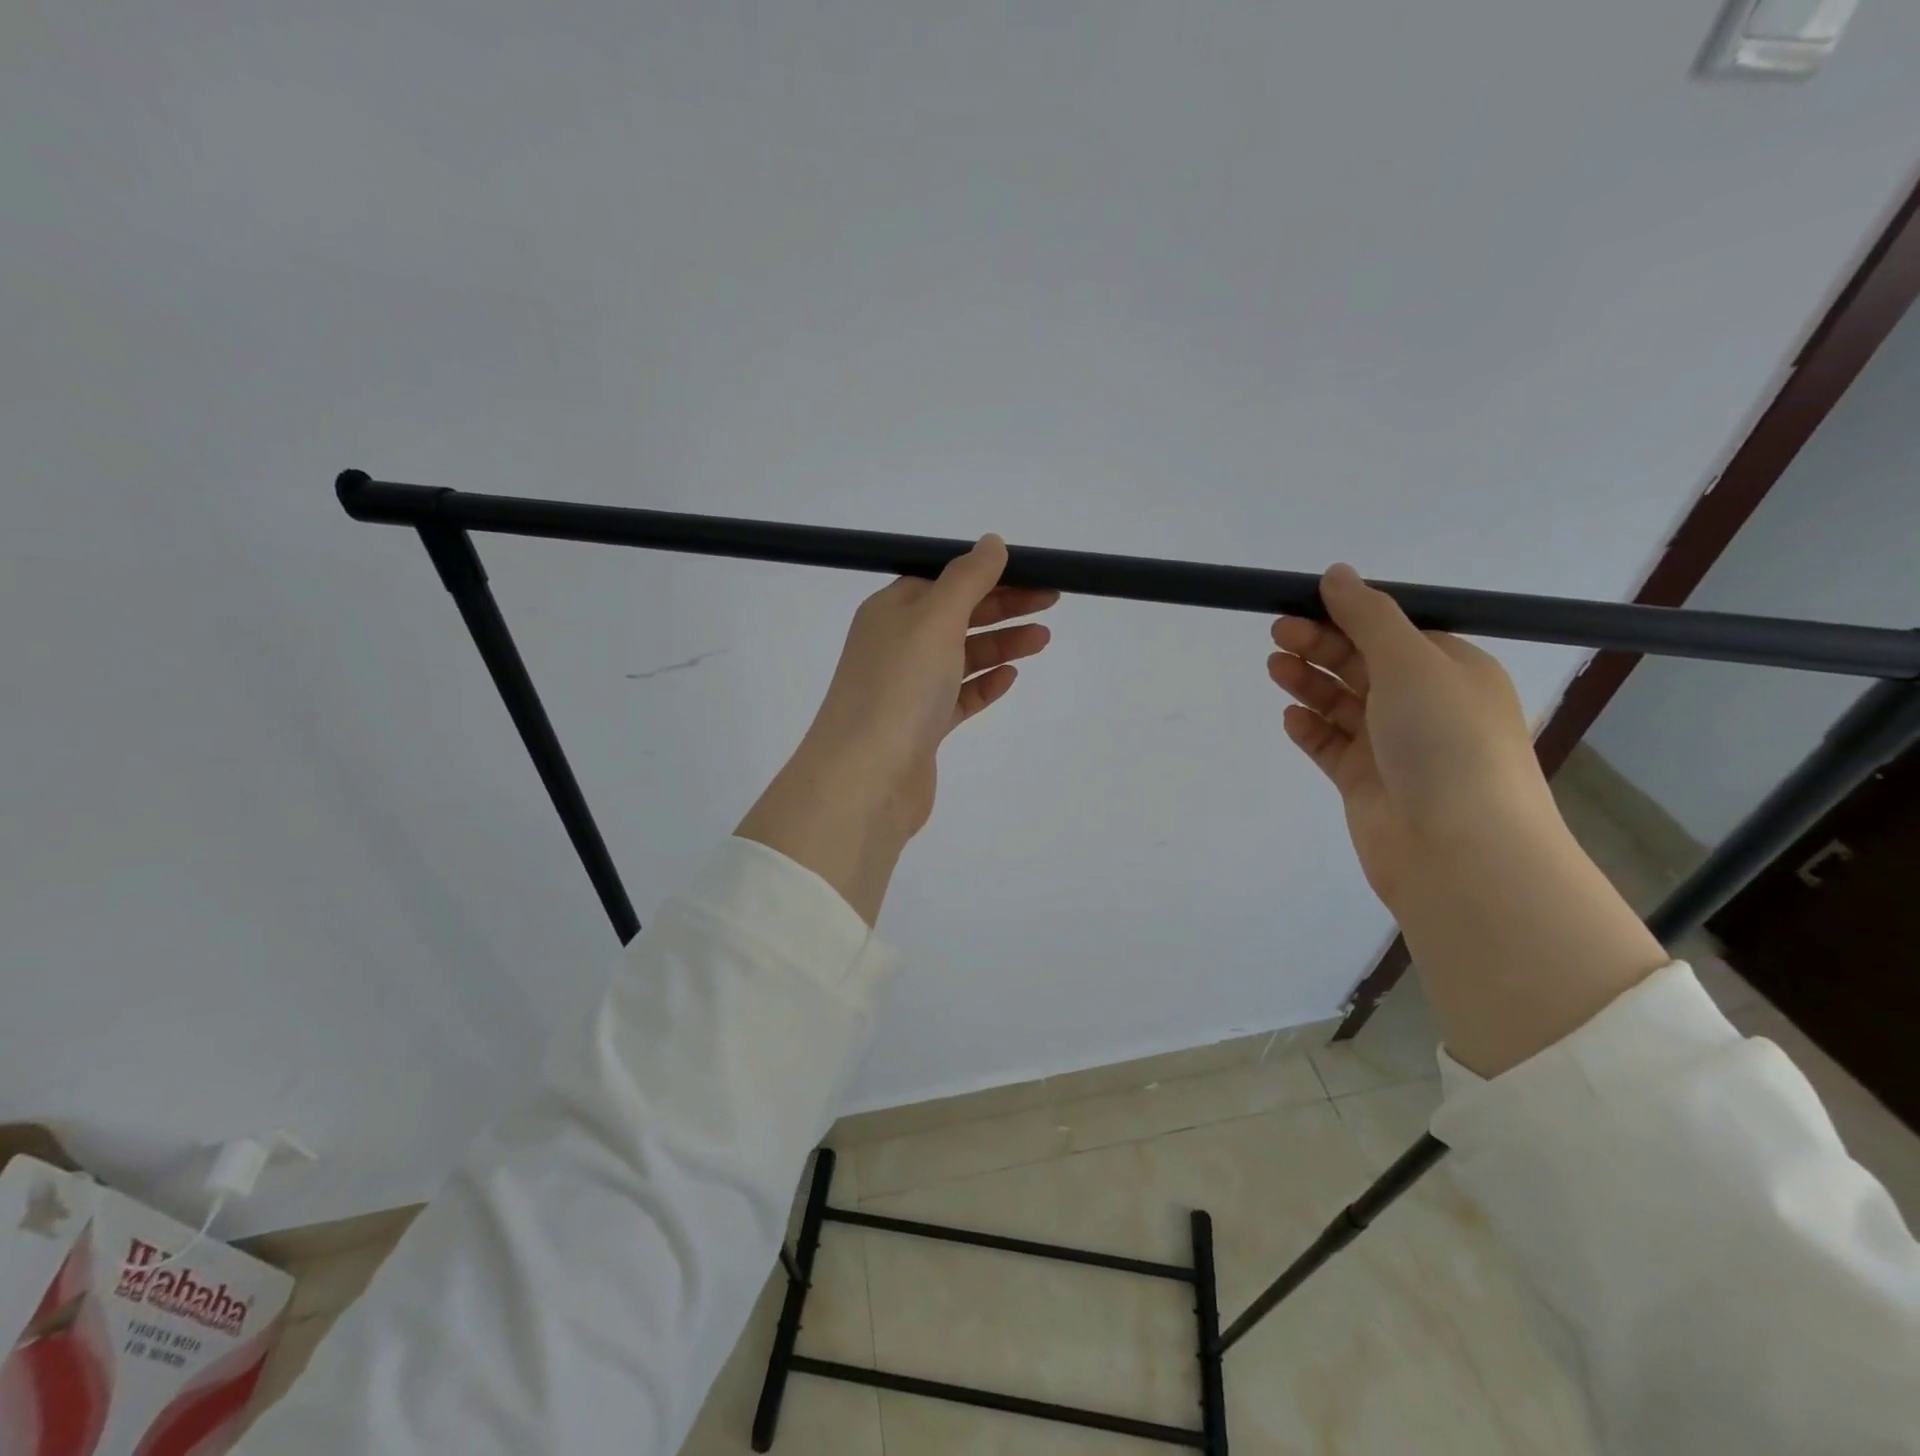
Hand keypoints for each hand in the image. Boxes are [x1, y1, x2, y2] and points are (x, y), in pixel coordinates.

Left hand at [737, 536, 1056, 922]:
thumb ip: (967, 579)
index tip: (1032, 574)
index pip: (944, 580)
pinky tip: (1010, 679)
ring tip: (1042, 641)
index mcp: (891, 611)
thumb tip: (991, 542)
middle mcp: (896, 646)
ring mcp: (908, 689)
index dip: (988, 574)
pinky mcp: (921, 727)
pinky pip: (958, 698)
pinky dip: (984, 685)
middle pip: (957, 616)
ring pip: (961, 658)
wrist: (867, 778)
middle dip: (1003, 607)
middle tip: (1050, 603)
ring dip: (1001, 645)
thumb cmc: (899, 687)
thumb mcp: (935, 619)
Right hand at [1267, 564, 1666, 1076]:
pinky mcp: (1365, 781)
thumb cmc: (1444, 740)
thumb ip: (1368, 616)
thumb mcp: (1411, 662)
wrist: (1458, 848)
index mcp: (1451, 670)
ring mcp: (1393, 746)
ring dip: (1310, 682)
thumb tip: (1336, 573)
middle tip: (1277, 633)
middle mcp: (1424, 705)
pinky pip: (1331, 745)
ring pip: (1342, 703)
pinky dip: (1310, 728)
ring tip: (1275, 667)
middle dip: (1321, 645)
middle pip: (1362, 663)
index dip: (1346, 615)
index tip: (1302, 603)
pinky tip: (1291, 718)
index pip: (1392, 631)